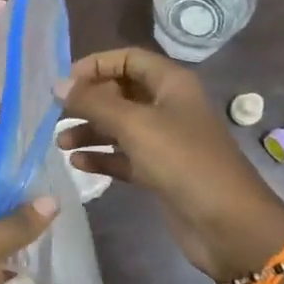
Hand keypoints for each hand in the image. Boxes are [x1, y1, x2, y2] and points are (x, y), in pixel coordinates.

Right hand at [60, 47, 283, 283]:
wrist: (227, 224)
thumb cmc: (182, 161)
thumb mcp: (134, 124)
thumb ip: (93, 102)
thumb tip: (58, 84)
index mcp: (171, 84)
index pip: (128, 59)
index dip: (95, 65)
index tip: (65, 83)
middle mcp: (168, 106)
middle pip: (121, 92)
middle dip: (88, 101)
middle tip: (56, 114)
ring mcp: (165, 141)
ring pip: (119, 127)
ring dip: (90, 131)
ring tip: (61, 143)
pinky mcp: (160, 172)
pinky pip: (124, 157)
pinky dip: (102, 158)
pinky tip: (78, 164)